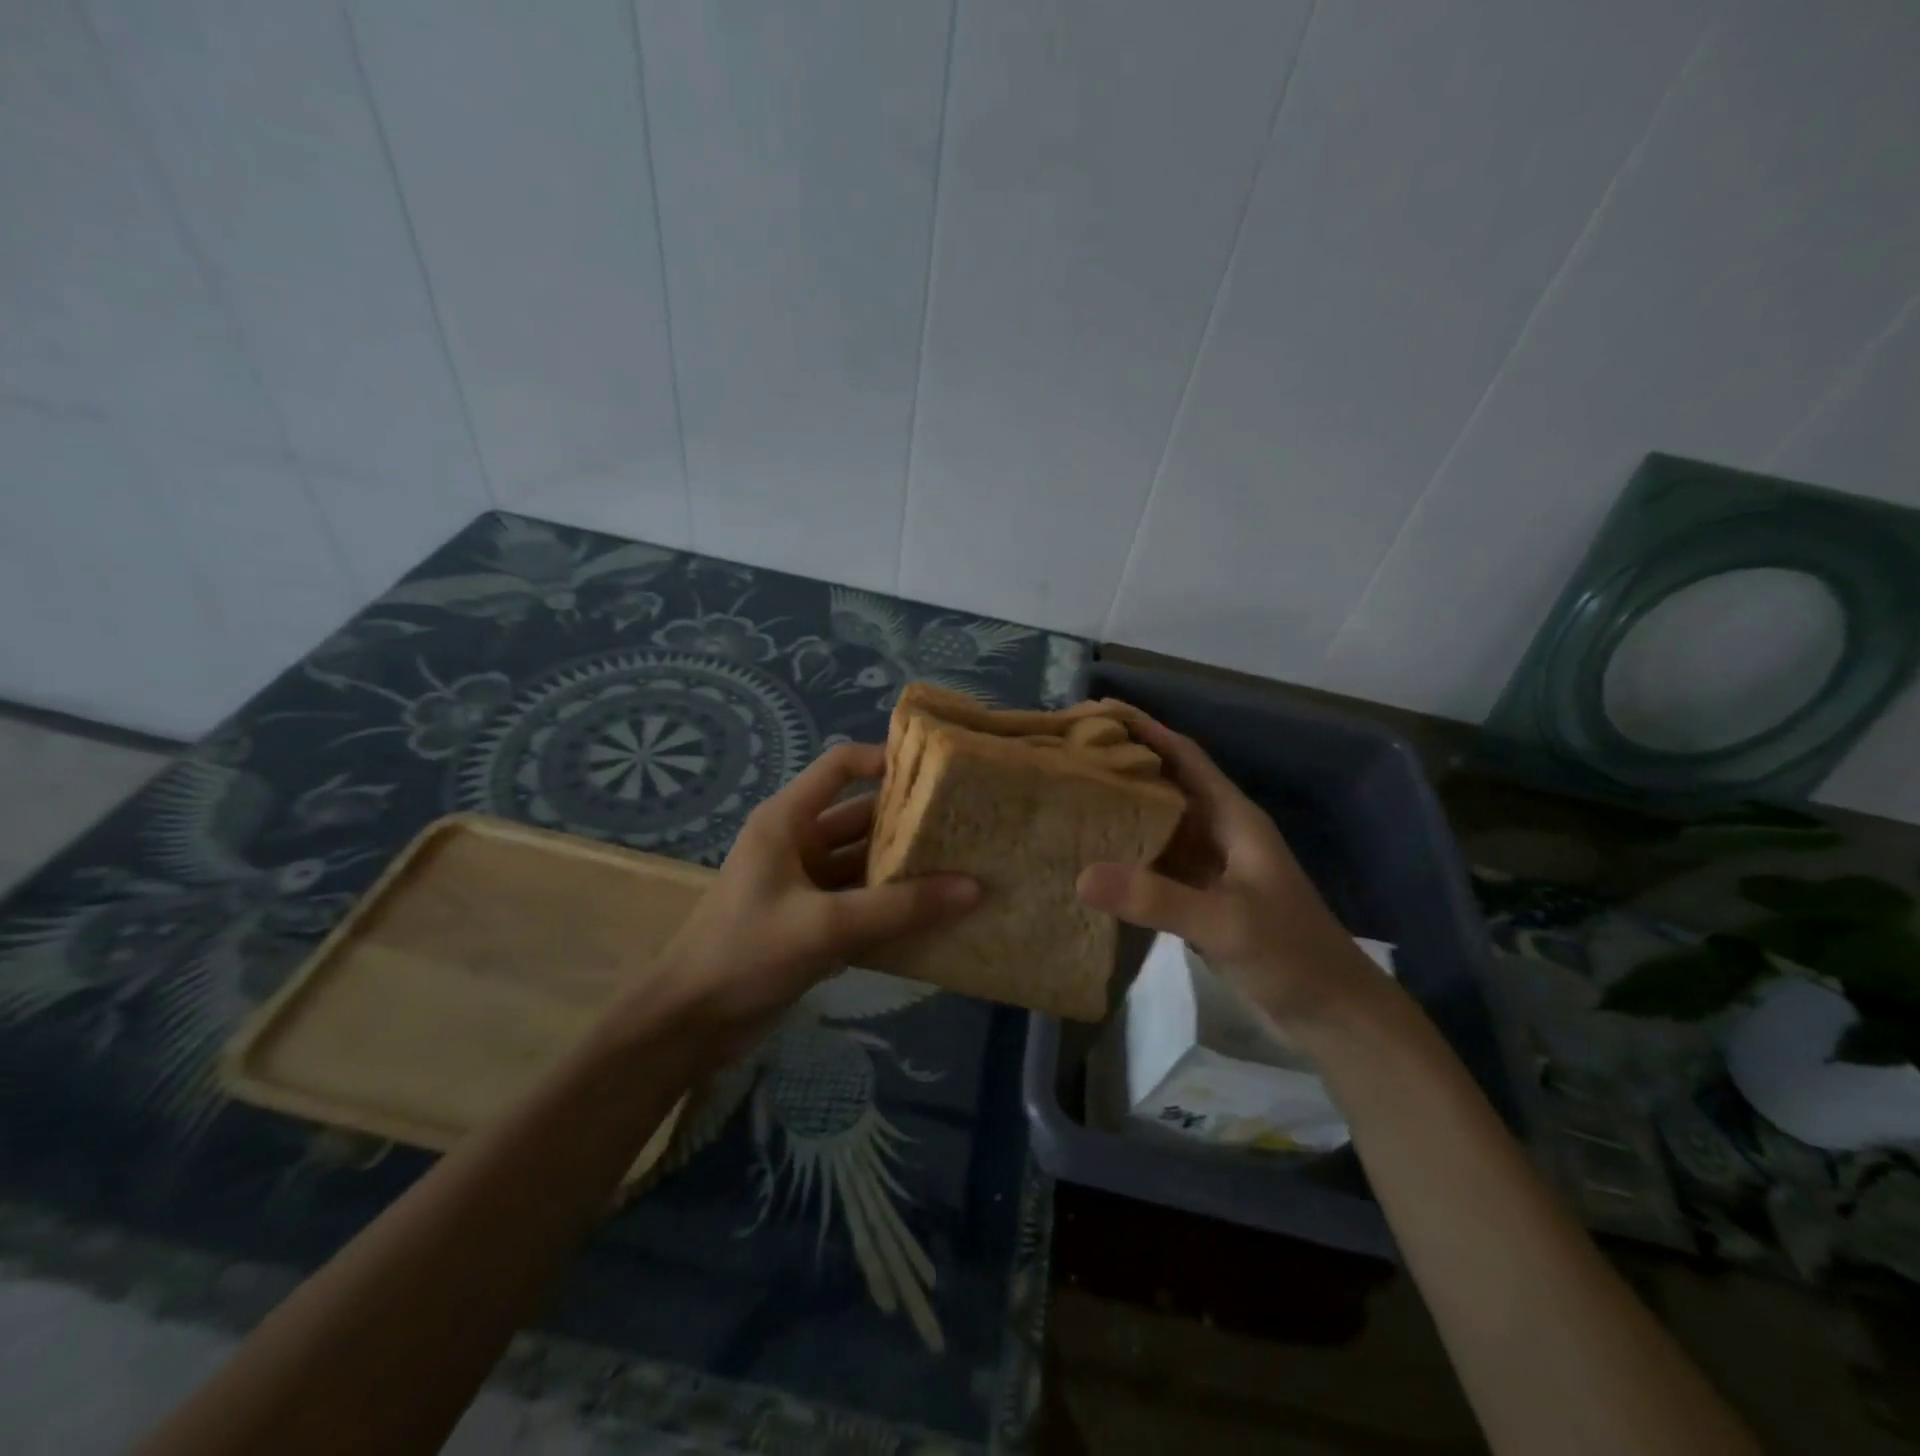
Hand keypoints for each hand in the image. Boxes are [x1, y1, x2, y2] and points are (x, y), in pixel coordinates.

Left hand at [638, 742, 979, 1054]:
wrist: (689, 1024)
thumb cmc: (747, 953)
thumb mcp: (826, 925)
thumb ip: (899, 907)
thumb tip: (974, 887)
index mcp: (787, 821)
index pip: (839, 767)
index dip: (883, 760)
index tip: (935, 773)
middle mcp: (796, 842)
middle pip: (859, 817)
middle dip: (906, 821)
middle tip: (965, 826)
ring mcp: (803, 882)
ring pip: (862, 862)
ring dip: (902, 867)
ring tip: (961, 866)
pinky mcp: (809, 919)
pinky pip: (858, 899)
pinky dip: (888, 904)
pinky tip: (932, 913)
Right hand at [1075, 704, 1391, 1030]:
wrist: (1332, 1012)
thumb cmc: (1291, 953)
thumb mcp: (1225, 922)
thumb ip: (1156, 899)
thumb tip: (1081, 875)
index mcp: (1233, 818)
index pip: (1184, 755)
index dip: (1145, 729)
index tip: (1098, 711)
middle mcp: (1219, 832)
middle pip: (1165, 783)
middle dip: (1123, 764)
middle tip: (1068, 753)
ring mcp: (1209, 867)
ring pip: (1158, 823)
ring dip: (1121, 808)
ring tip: (1070, 796)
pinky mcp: (1200, 897)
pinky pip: (1155, 862)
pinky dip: (1125, 854)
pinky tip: (1092, 858)